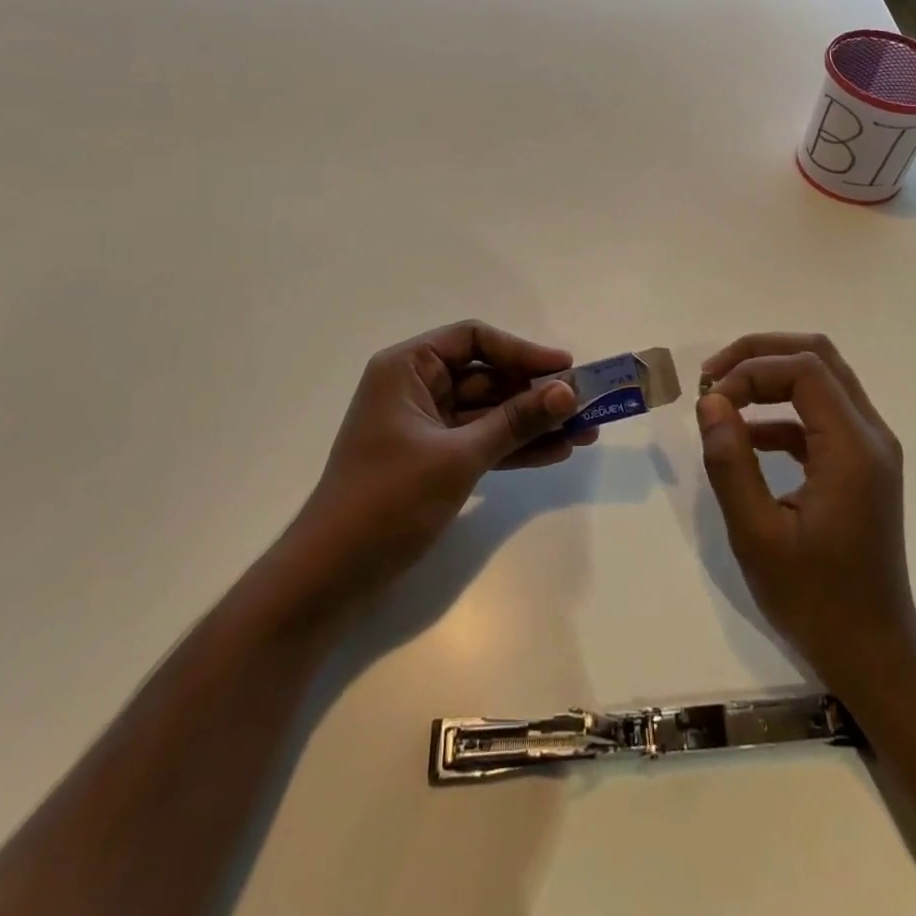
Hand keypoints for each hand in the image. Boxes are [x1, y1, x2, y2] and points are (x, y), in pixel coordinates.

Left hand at [276, 321, 582, 619]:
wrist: (330, 576)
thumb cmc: (387, 500)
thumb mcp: (459, 457)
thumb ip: (515, 421)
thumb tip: (567, 392)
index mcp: (408, 368)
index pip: (473, 339)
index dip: (522, 350)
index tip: (565, 369)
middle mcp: (416, 388)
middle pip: (486, 376)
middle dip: (535, 392)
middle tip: (585, 405)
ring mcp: (425, 426)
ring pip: (489, 412)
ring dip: (532, 422)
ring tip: (585, 433)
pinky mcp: (432, 460)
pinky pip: (482, 442)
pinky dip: (514, 447)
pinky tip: (556, 453)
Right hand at [697, 334, 915, 693]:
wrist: (872, 652)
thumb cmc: (814, 599)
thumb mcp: (757, 535)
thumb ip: (731, 462)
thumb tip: (710, 402)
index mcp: (853, 448)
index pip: (804, 369)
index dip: (751, 370)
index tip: (711, 401)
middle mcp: (871, 435)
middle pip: (819, 357)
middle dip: (761, 354)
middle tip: (714, 375)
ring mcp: (871, 449)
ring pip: (822, 379)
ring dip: (771, 377)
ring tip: (723, 398)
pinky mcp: (861, 465)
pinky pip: (821, 414)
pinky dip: (782, 410)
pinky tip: (747, 437)